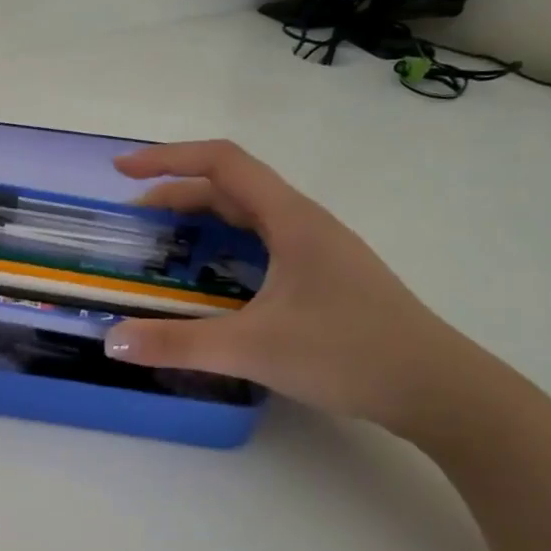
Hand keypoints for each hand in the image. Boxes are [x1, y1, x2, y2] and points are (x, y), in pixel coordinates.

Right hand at [103, 140, 494, 433]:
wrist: (440, 390)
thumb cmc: (349, 353)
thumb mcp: (253, 348)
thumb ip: (177, 343)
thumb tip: (111, 341)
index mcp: (290, 218)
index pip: (222, 163)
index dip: (167, 159)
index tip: (123, 172)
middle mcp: (304, 223)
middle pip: (231, 188)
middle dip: (176, 196)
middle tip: (133, 223)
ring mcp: (318, 250)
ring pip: (249, 217)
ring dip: (201, 220)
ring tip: (163, 246)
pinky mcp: (324, 278)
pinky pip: (263, 244)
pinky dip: (224, 247)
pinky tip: (212, 281)